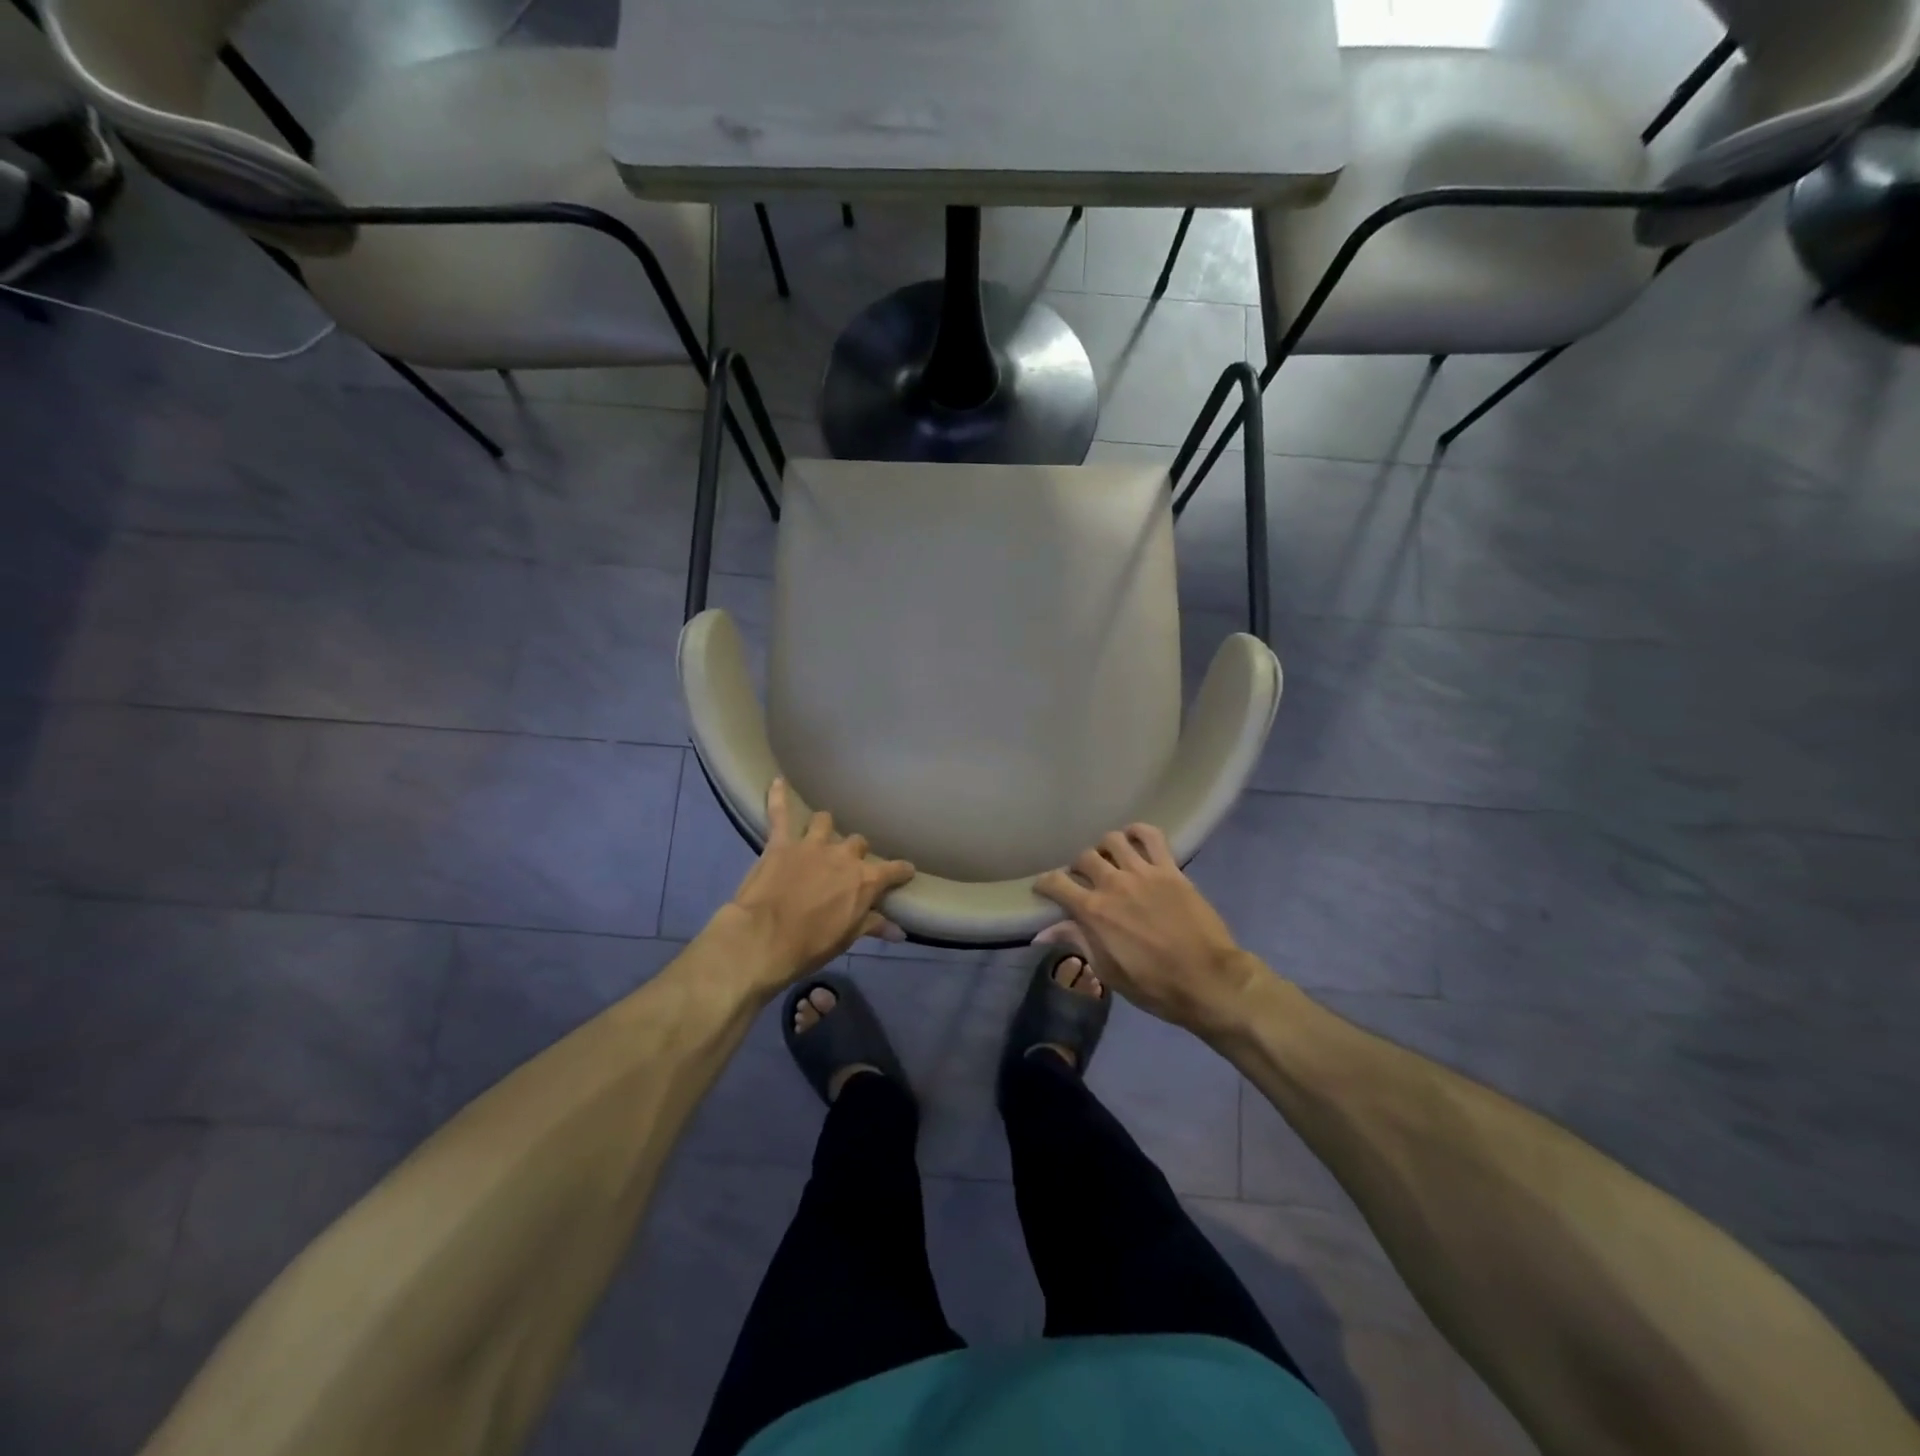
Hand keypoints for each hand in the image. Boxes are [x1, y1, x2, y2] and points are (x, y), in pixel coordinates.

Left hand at [724, 779, 914, 987]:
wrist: (763, 939)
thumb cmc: (810, 944)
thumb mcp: (847, 939)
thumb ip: (873, 926)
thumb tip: (900, 931)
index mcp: (865, 880)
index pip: (894, 870)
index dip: (901, 871)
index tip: (905, 871)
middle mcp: (843, 855)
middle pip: (857, 843)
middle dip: (855, 852)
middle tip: (847, 866)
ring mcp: (812, 845)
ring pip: (825, 822)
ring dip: (824, 828)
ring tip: (820, 834)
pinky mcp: (781, 843)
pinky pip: (780, 813)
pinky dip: (778, 797)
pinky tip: (777, 782)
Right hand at [1034, 825, 1265, 1038]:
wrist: (1208, 980)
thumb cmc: (1154, 985)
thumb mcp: (1108, 971)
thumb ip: (1077, 942)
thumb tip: (1042, 933)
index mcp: (1094, 911)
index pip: (1057, 883)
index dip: (1045, 883)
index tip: (1044, 888)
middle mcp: (1114, 884)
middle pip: (1084, 857)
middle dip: (1078, 867)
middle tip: (1085, 880)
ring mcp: (1143, 872)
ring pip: (1113, 840)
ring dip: (1106, 848)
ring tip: (1111, 860)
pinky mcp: (1170, 869)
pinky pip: (1151, 836)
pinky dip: (1139, 832)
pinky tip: (1134, 839)